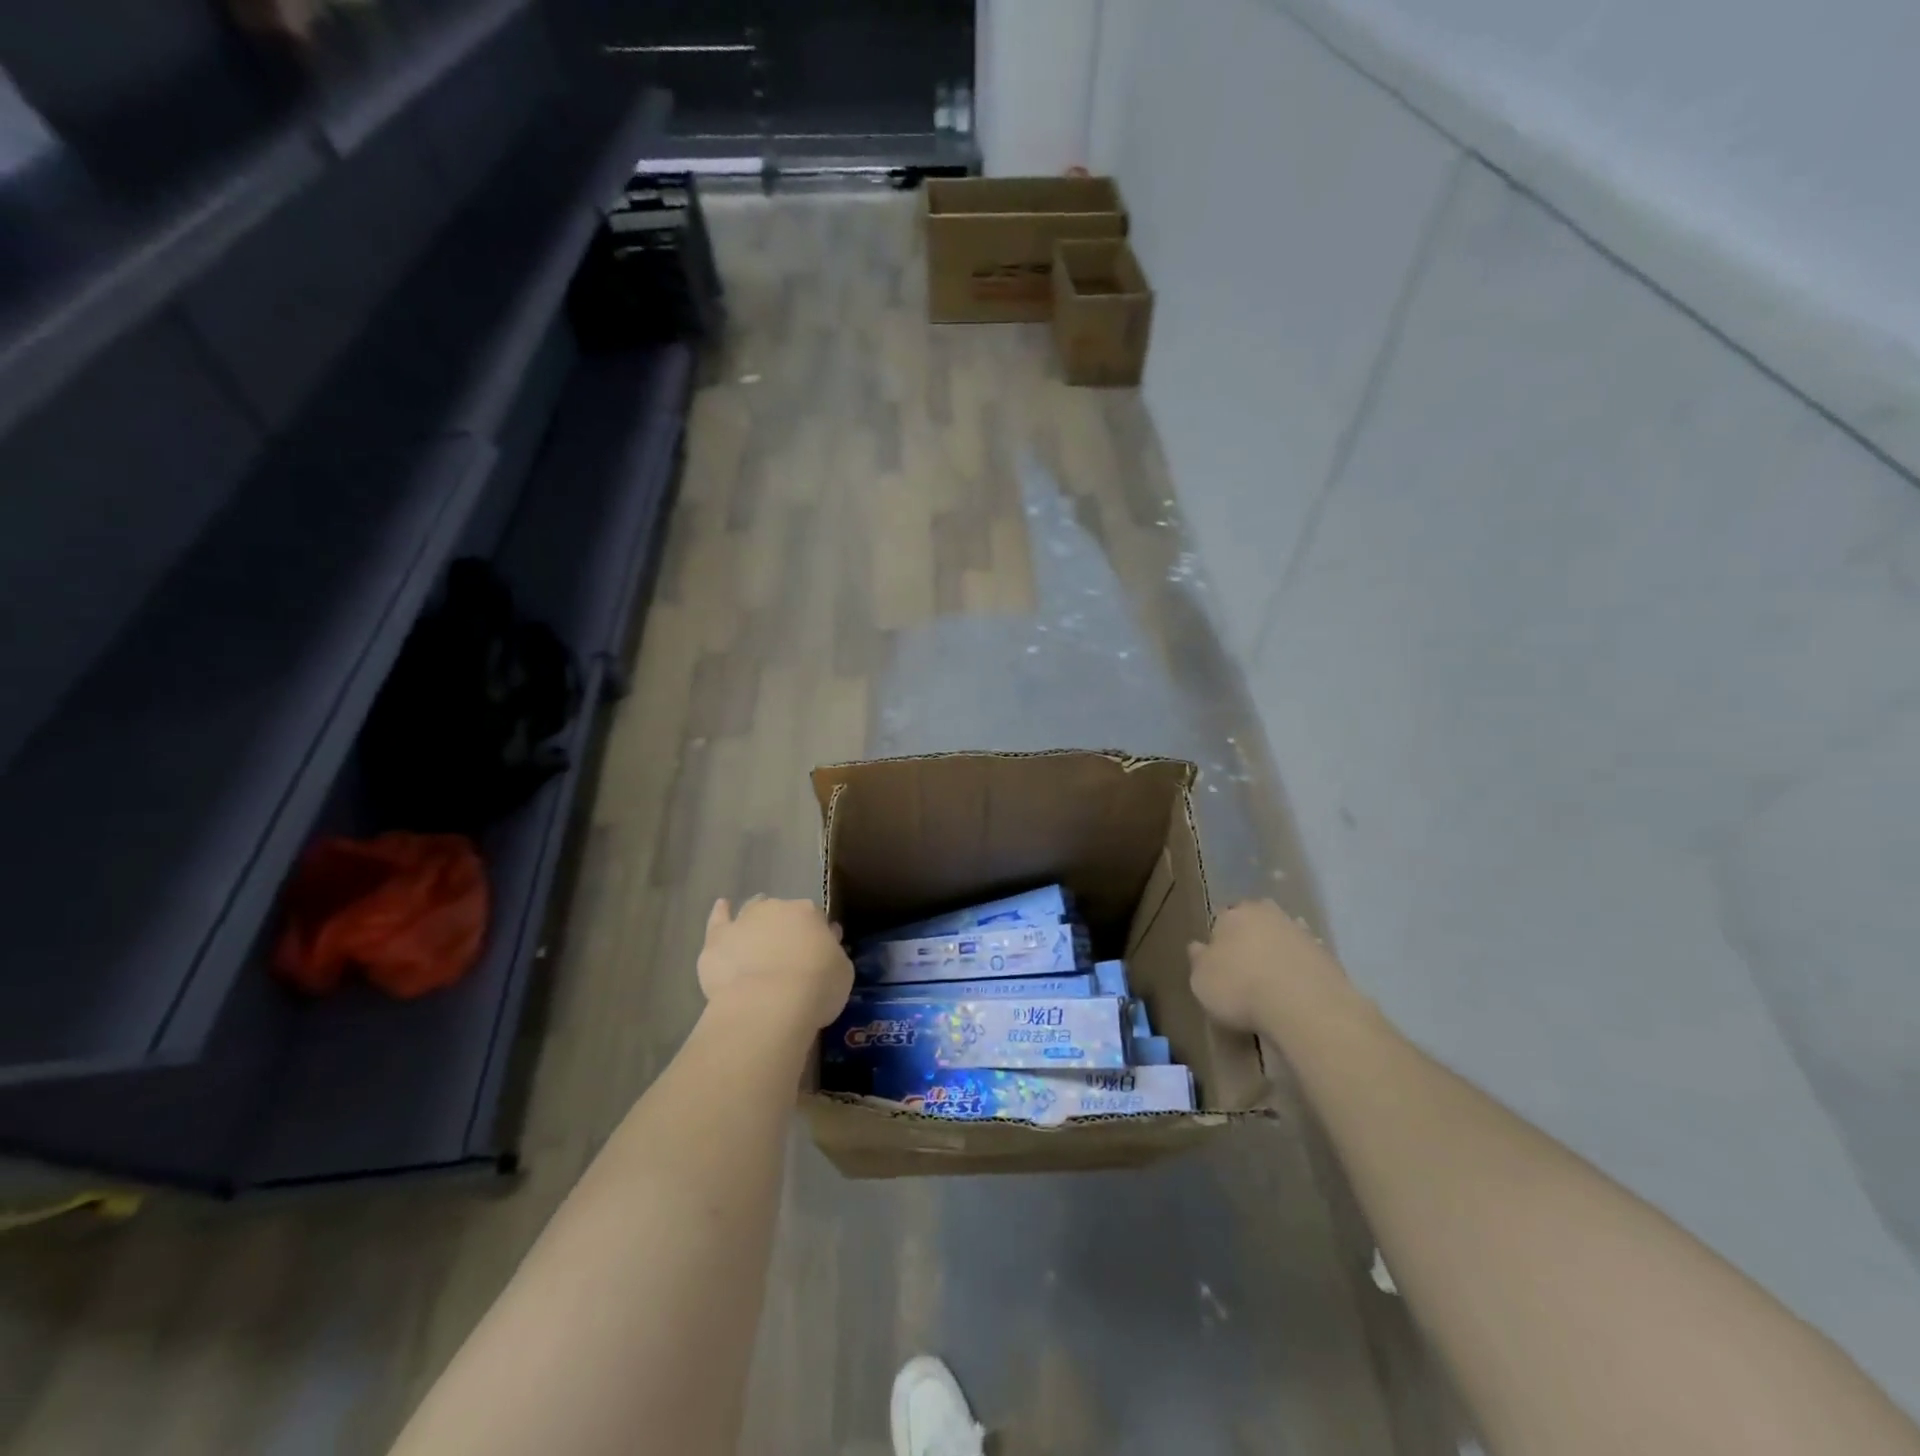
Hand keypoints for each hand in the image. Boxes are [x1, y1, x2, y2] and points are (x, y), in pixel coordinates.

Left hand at [697, 896, 852, 1032]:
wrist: (767, 1005)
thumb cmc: (815, 989)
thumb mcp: (842, 972)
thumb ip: (833, 953)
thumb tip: (827, 942)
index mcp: (810, 913)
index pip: (815, 918)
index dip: (815, 936)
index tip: (816, 955)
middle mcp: (777, 908)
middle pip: (782, 913)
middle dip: (785, 929)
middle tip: (787, 955)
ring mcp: (744, 920)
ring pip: (752, 911)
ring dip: (756, 920)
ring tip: (757, 937)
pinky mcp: (717, 939)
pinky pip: (718, 919)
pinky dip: (721, 913)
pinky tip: (722, 907)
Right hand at [1188, 899, 1350, 1034]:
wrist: (1305, 1006)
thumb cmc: (1240, 988)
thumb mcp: (1201, 981)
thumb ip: (1199, 961)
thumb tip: (1197, 947)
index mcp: (1233, 914)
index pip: (1221, 921)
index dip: (1218, 942)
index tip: (1218, 964)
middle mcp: (1267, 914)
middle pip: (1254, 923)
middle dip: (1250, 940)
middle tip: (1245, 970)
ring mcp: (1301, 932)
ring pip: (1282, 938)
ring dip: (1277, 953)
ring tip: (1271, 984)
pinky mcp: (1327, 955)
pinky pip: (1305, 959)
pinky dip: (1299, 970)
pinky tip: (1294, 991)